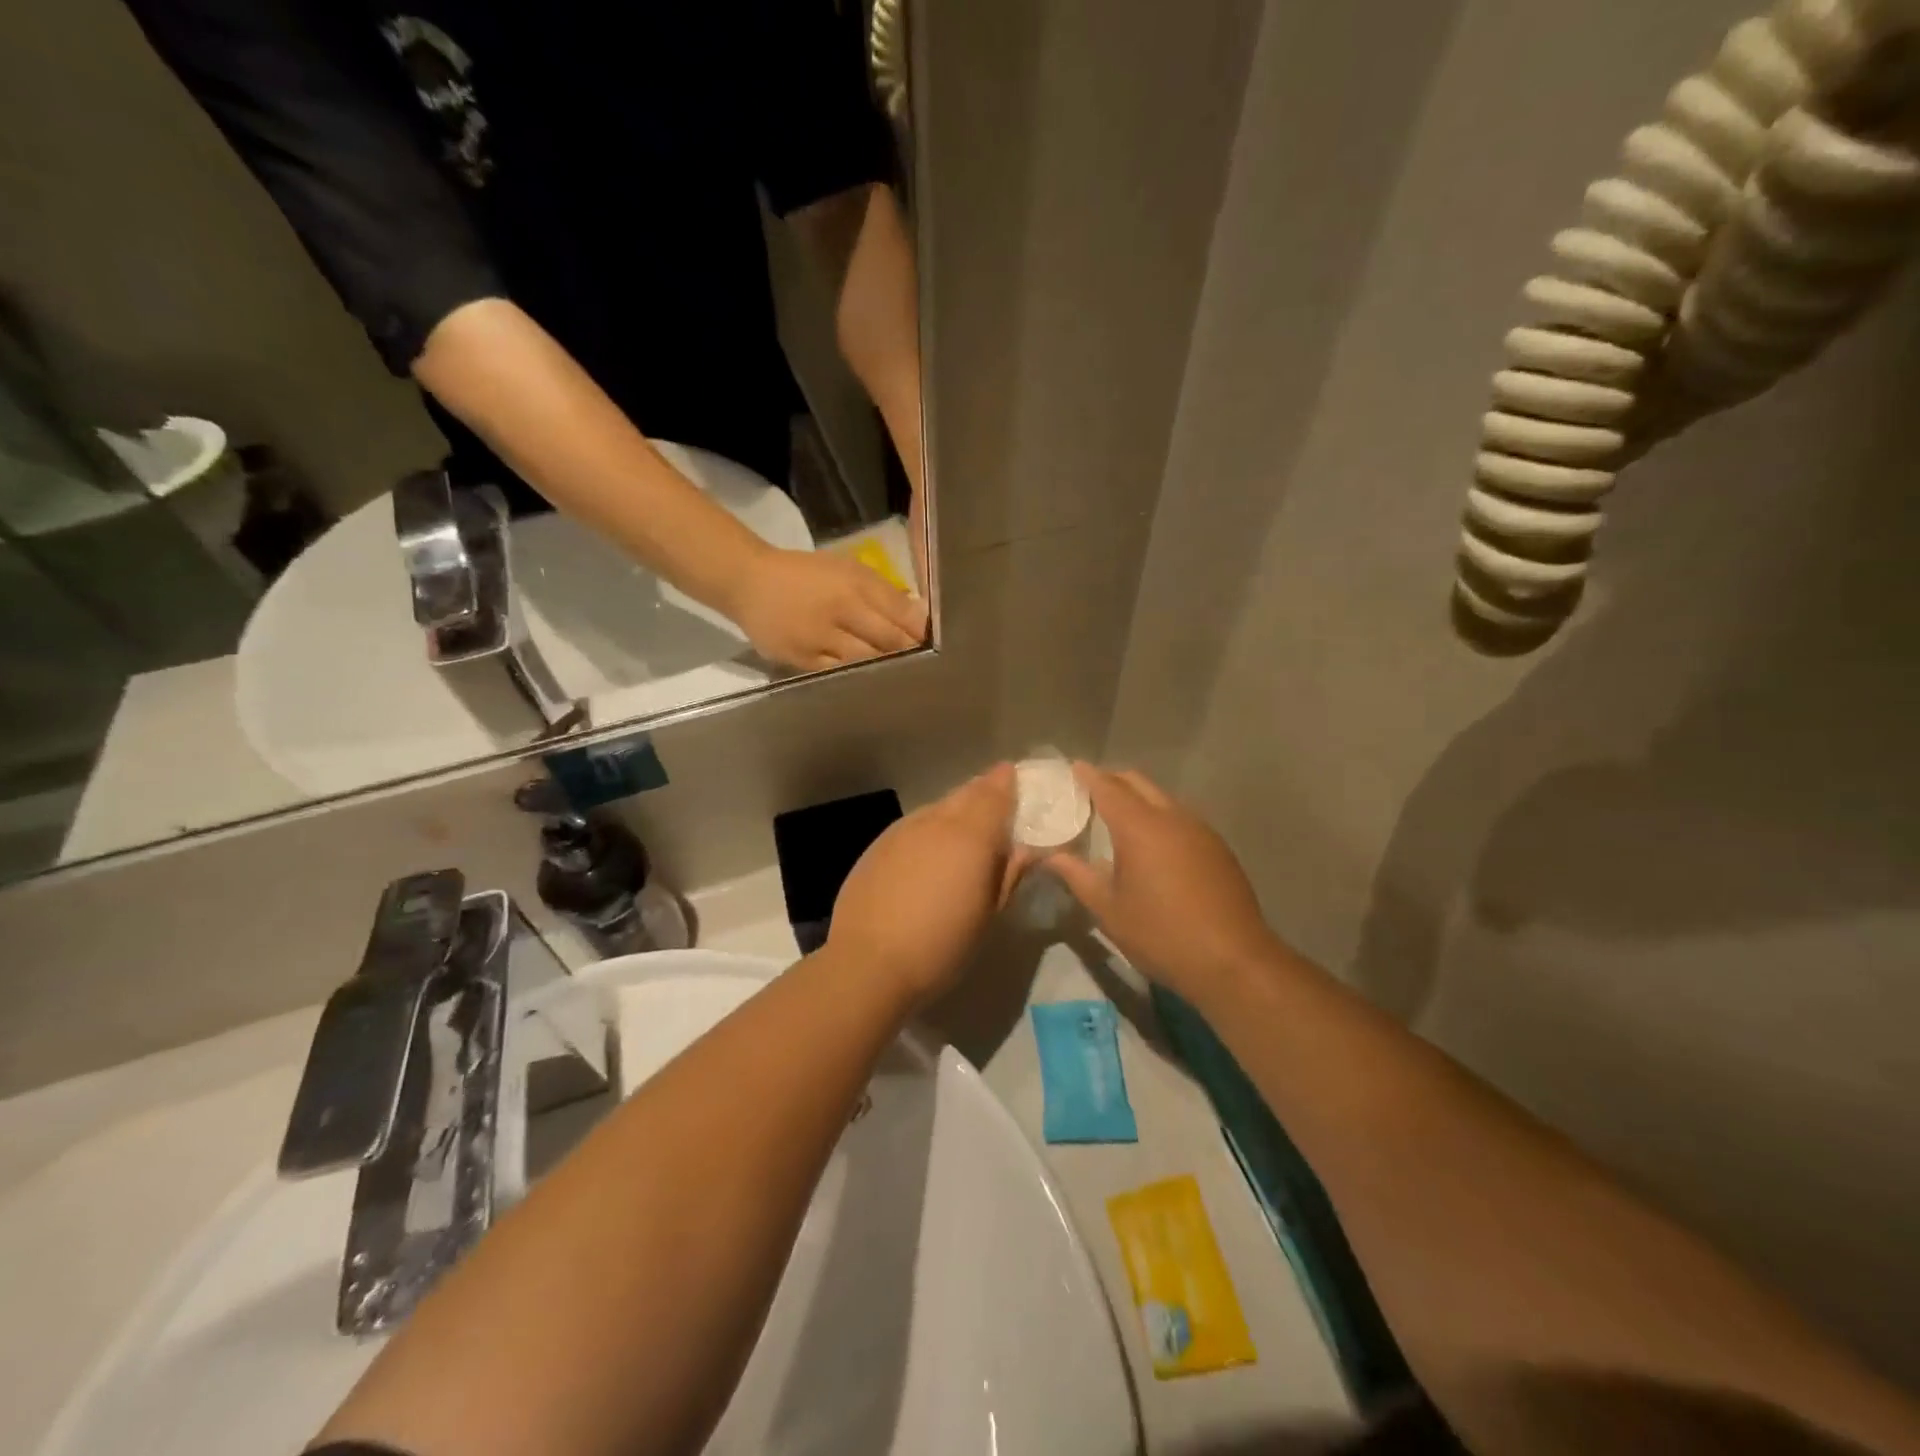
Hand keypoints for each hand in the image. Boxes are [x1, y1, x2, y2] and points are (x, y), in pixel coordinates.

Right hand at [730, 548, 927, 671]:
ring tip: (904, 678)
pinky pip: (837, 675)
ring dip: (887, 670)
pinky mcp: (801, 660)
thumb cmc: (805, 574)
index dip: (921, 631)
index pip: (899, 611)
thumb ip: (883, 591)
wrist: (749, 583)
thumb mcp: (847, 568)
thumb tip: (920, 616)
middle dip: (909, 653)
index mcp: (853, 583)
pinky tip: (871, 684)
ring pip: (864, 661)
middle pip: (886, 640)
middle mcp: (838, 610)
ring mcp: (818, 638)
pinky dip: (857, 678)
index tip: (938, 642)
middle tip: (929, 666)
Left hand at [827, 765, 1029, 1006]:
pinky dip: (930, 828)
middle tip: (998, 804)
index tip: (1018, 779)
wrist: (868, 963)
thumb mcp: (988, 914)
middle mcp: (936, 820)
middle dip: (984, 792)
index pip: (995, 791)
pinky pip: (914, 825)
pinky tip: (929, 854)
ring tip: (965, 832)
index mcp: (970, 834)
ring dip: (956, 811)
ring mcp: (902, 830)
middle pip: (965, 793)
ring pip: (937, 807)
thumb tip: (1028, 849)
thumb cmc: (942, 945)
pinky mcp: (878, 845)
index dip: (1008, 782)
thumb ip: (1009, 873)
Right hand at [1047, 764, 1287, 1007]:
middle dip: (1113, 780)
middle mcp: (1171, 817)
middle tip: (1089, 792)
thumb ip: (1077, 875)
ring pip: (1163, 798)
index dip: (1087, 775)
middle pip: (1138, 783)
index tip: (1072, 768)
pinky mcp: (1218, 847)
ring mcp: (1200, 830)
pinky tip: (1153, 843)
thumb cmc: (1161, 934)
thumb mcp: (1108, 909)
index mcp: (1140, 827)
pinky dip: (1160, 817)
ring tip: (1118, 818)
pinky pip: (1181, 818)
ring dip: (1139, 798)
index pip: (1107, 787)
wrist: (1233, 961)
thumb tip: (1049, 856)